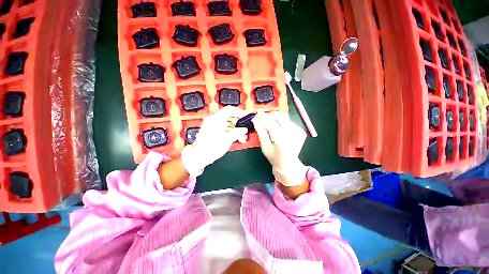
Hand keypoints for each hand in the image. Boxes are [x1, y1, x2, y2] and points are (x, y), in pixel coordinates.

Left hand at [181, 106, 248, 176]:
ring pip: (227, 122)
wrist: (199, 156)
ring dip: (235, 129)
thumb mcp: (228, 139)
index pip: (230, 110)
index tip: (246, 117)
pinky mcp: (211, 129)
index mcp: (216, 119)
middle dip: (238, 123)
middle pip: (229, 116)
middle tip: (244, 129)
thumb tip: (244, 129)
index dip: (240, 113)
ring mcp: (211, 124)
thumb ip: (238, 132)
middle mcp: (213, 119)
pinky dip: (229, 131)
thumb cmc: (211, 148)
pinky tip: (235, 138)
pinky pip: (223, 127)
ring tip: (241, 137)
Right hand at [253, 111, 306, 186]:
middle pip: (280, 117)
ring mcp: (298, 132)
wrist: (289, 164)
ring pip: (284, 118)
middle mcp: (292, 134)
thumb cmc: (274, 157)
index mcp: (282, 141)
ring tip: (272, 128)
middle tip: (264, 121)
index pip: (271, 124)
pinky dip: (282, 123)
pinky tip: (280, 130)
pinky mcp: (301, 131)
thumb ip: (261, 132)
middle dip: (270, 117)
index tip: (258, 113)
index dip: (264, 117)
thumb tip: (256, 120)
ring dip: (276, 120)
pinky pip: (289, 121)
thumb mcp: (265, 147)